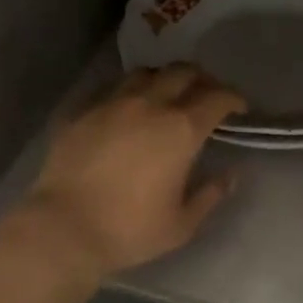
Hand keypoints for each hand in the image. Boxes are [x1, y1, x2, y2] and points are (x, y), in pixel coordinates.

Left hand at [15, 64, 245, 278]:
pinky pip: (111, 88)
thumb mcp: (181, 224)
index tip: (238, 108)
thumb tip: (231, 174)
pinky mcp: (82, 111)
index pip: (217, 98)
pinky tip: (126, 109)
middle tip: (206, 96)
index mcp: (180, 129)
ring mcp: (112, 103)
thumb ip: (211, 194)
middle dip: (202, 80)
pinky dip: (128, 92)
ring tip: (165, 96)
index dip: (233, 98)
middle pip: (183, 72)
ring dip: (163, 79)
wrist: (63, 228)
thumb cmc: (129, 230)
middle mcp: (149, 104)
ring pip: (145, 73)